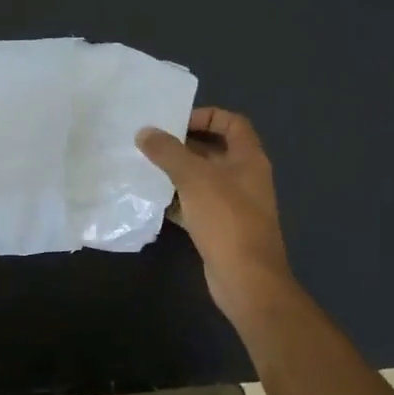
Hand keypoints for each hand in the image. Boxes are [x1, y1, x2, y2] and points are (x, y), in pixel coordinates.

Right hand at [136, 107, 296, 319]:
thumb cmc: (226, 219)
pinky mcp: (221, 228)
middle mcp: (245, 177)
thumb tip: (144, 132)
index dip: (206, 116)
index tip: (176, 122)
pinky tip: (152, 201)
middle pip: (214, 150)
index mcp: (248, 158)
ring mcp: (234, 205)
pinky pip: (196, 205)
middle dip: (183, 146)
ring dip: (177, 173)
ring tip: (145, 168)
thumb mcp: (194, 178)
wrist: (246, 279)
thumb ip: (168, 152)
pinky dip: (177, 201)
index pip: (232, 122)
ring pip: (202, 180)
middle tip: (151, 144)